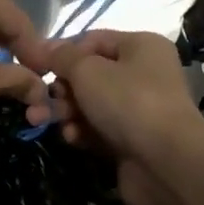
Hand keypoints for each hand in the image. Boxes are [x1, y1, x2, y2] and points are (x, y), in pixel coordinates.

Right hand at [26, 29, 203, 204]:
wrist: (166, 164)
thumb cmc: (128, 102)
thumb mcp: (87, 70)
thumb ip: (62, 57)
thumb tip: (45, 48)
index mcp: (141, 47)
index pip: (93, 40)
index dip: (63, 53)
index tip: (36, 68)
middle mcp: (144, 74)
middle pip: (90, 75)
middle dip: (61, 89)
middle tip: (41, 103)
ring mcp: (140, 110)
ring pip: (91, 104)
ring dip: (67, 113)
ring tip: (48, 123)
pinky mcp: (133, 140)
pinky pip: (99, 130)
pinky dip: (83, 132)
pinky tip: (73, 139)